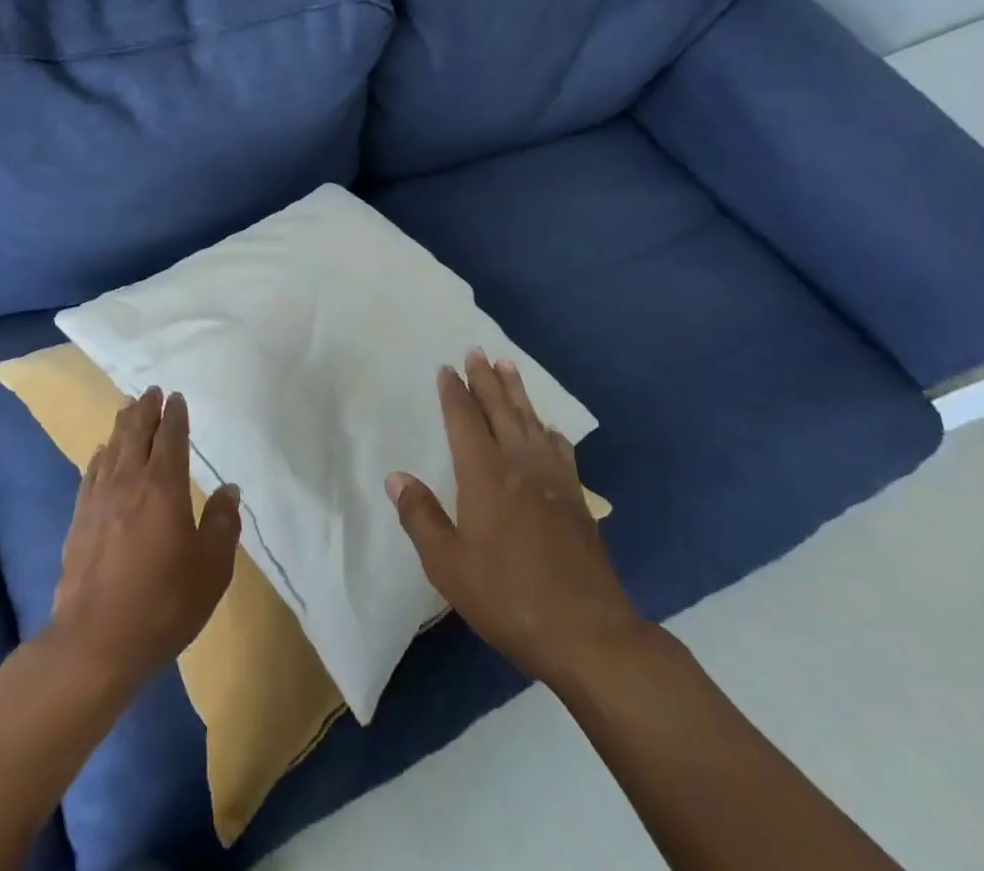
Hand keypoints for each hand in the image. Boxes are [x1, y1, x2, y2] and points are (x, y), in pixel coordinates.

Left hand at [47, 387, 241, 691]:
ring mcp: (99, 500)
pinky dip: (100, 456)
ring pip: (113, 448)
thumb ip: (222, 524)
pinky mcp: (79, 520)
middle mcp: (129, 482)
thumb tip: (229, 489)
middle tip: (150, 391)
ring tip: (127, 407)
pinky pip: (91, 474)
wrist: (96, 643)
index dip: (174, 415)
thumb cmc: (164, 603)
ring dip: (122, 425)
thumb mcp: (211, 568)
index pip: (171, 438)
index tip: (176, 397)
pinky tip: (101, 453)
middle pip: (137, 434)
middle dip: (146, 409)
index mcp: (164, 486)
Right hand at [387, 351, 642, 685]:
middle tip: (477, 351)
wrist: (587, 632)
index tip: (447, 368)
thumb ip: (421, 517)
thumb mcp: (448, 565)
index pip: (464, 420)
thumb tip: (396, 477)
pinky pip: (559, 450)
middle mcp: (519, 465)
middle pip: (499, 410)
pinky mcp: (576, 500)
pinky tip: (548, 429)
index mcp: (484, 475)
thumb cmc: (507, 597)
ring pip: (531, 422)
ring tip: (508, 367)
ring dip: (517, 393)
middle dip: (485, 380)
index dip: (453, 393)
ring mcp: (553, 480)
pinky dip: (549, 431)